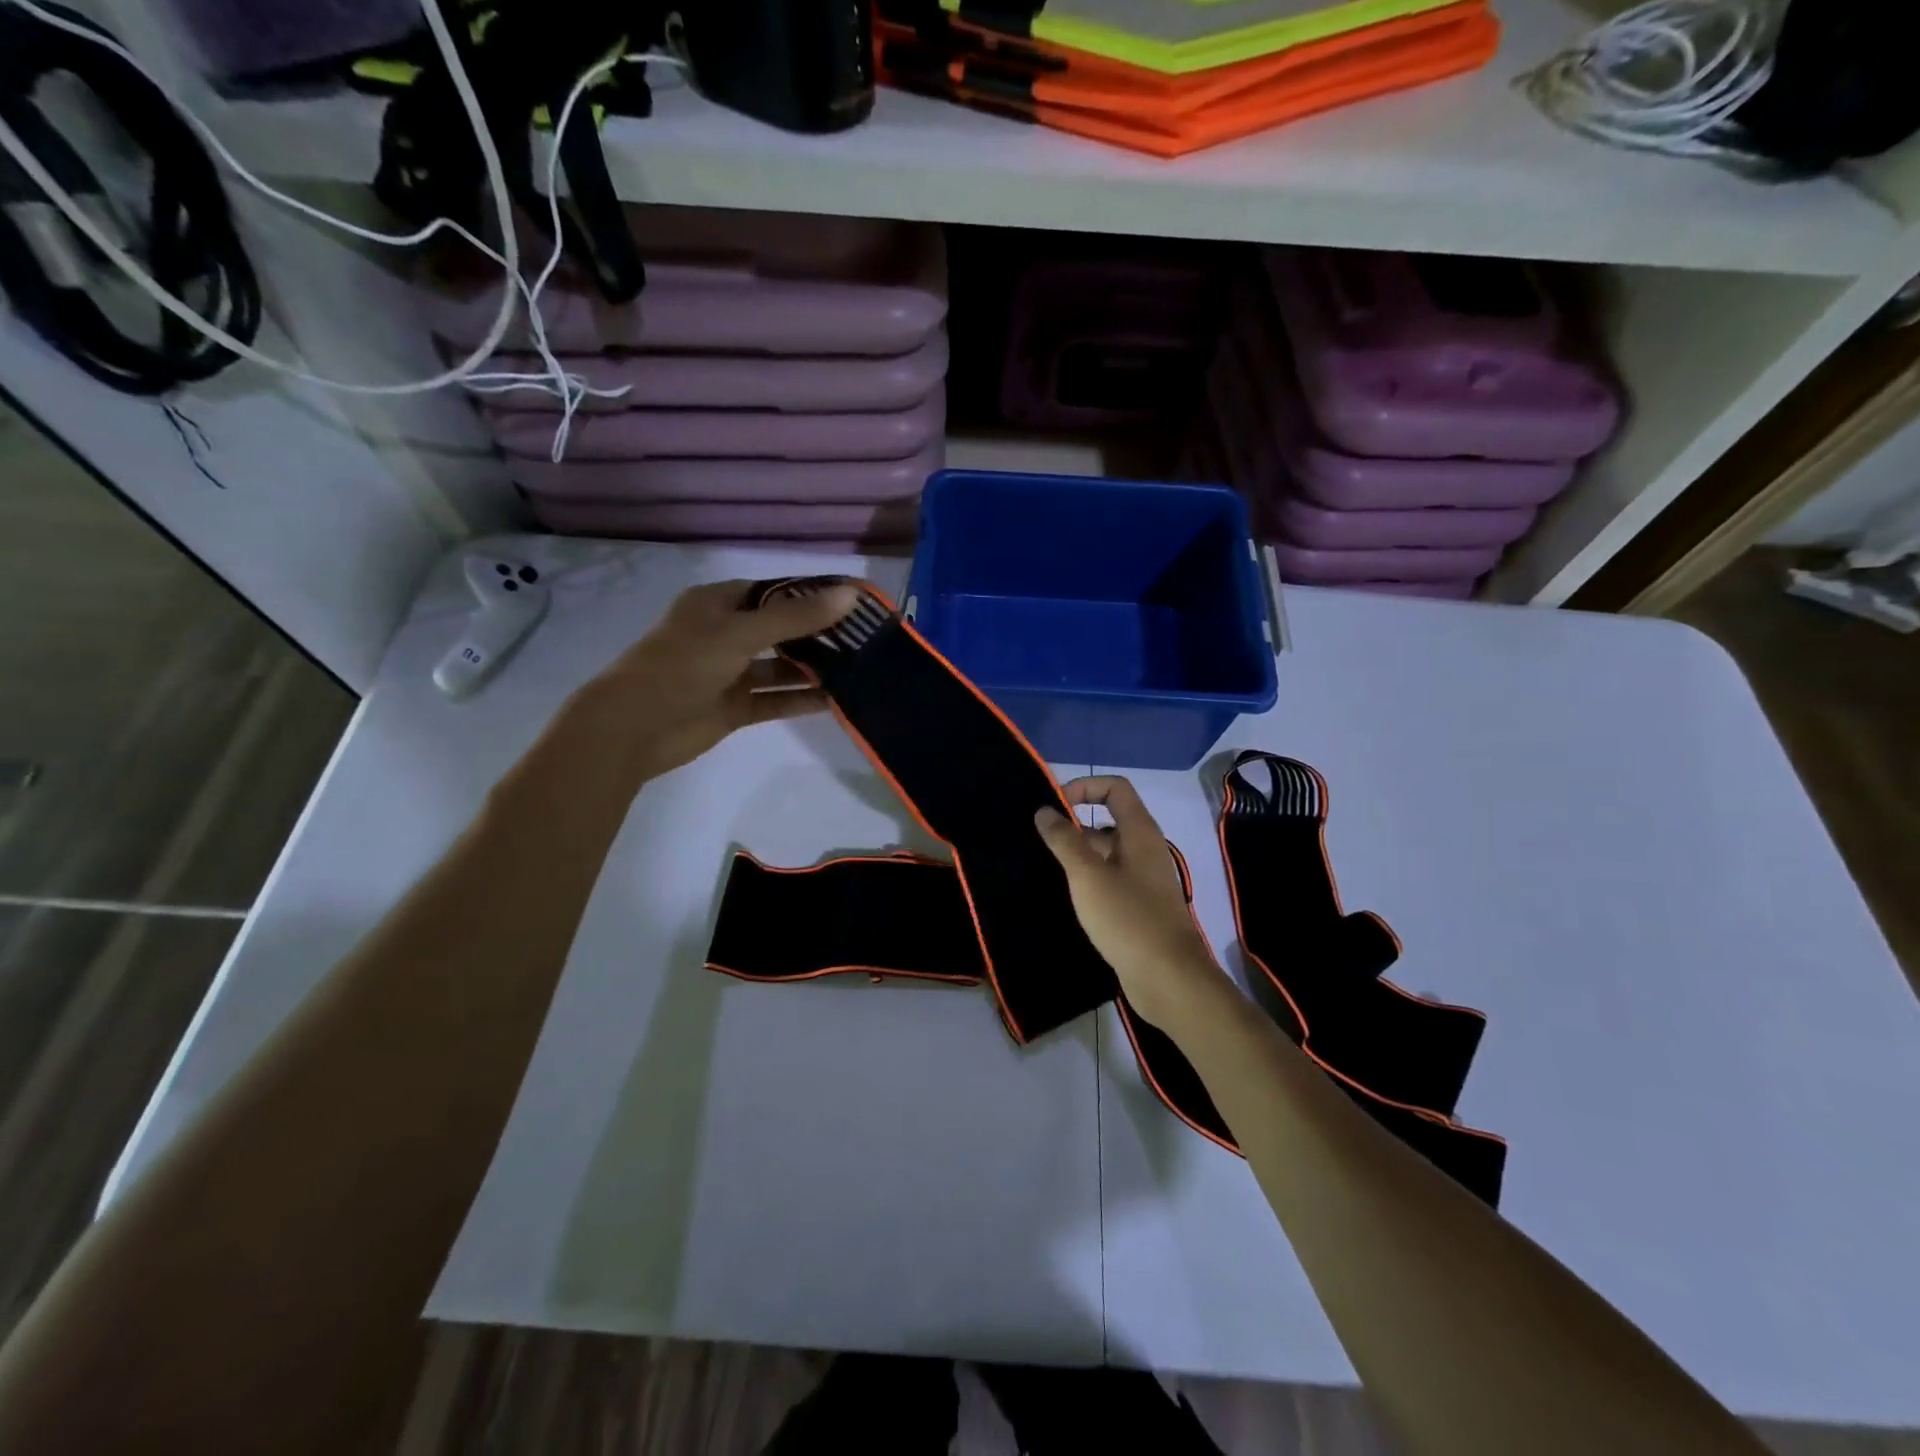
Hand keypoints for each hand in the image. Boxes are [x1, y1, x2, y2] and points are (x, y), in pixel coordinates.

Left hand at [556, 579, 860, 791]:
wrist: (634, 727)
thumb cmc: (682, 665)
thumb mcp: (739, 633)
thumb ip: (795, 617)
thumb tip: (849, 595)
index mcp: (717, 604)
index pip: (774, 592)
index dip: (811, 594)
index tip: (853, 602)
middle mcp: (725, 634)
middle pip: (781, 630)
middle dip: (818, 634)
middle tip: (864, 638)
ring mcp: (730, 673)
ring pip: (780, 667)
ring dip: (813, 669)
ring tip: (857, 669)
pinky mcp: (735, 708)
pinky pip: (775, 699)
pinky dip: (801, 699)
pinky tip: (836, 700)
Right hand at [1034, 777, 1228, 1029]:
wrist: (1168, 978)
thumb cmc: (1128, 919)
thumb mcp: (1088, 875)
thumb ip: (1064, 840)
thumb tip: (1044, 810)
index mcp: (1140, 833)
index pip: (1115, 788)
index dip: (1084, 787)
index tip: (1053, 807)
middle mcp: (1145, 850)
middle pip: (1107, 821)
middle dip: (1073, 827)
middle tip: (1039, 843)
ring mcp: (1144, 880)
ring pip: (1106, 854)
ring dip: (1077, 856)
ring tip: (1043, 870)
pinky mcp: (1139, 907)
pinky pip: (1109, 880)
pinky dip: (1087, 881)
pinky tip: (1065, 897)